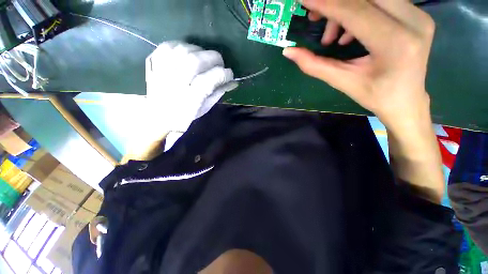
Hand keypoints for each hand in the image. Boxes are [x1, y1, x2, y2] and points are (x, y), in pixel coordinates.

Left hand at [146, 41, 237, 132]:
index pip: (209, 80)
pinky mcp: (153, 64)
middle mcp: (175, 84)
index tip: (229, 75)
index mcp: (190, 100)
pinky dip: (180, 45)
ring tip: (204, 58)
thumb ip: (218, 93)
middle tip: (219, 63)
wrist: (158, 116)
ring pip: (183, 50)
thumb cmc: (185, 116)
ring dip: (199, 51)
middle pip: (195, 61)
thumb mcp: (204, 108)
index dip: (223, 74)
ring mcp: (162, 72)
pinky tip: (187, 52)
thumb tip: (232, 82)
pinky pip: (167, 46)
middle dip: (214, 58)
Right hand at [284, 0, 434, 129]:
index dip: (325, 3)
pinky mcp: (417, 14)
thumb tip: (288, 51)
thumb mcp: (341, 82)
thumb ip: (314, 65)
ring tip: (332, 36)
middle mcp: (413, 21)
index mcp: (395, 43)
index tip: (304, 0)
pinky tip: (349, 33)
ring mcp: (419, 15)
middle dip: (335, 2)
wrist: (407, 101)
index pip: (355, 11)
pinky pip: (382, 1)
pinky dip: (359, 10)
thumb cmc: (374, 96)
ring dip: (346, 7)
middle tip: (314, 17)